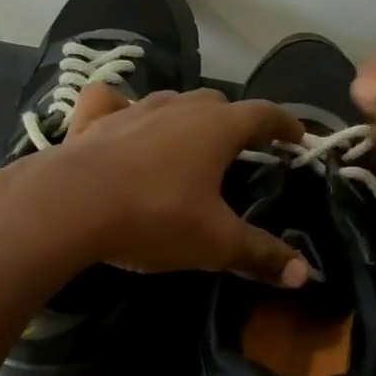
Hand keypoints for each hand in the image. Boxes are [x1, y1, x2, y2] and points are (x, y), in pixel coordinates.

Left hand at [0, 89, 312, 285]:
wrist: (70, 206)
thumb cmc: (154, 218)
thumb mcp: (215, 242)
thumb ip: (260, 254)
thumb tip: (305, 274)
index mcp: (217, 128)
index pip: (264, 114)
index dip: (285, 125)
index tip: (297, 137)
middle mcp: (179, 107)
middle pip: (218, 103)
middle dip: (236, 121)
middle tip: (243, 147)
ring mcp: (134, 109)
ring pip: (171, 101)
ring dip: (187, 116)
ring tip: (190, 140)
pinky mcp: (94, 120)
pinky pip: (113, 102)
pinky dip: (124, 108)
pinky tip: (122, 121)